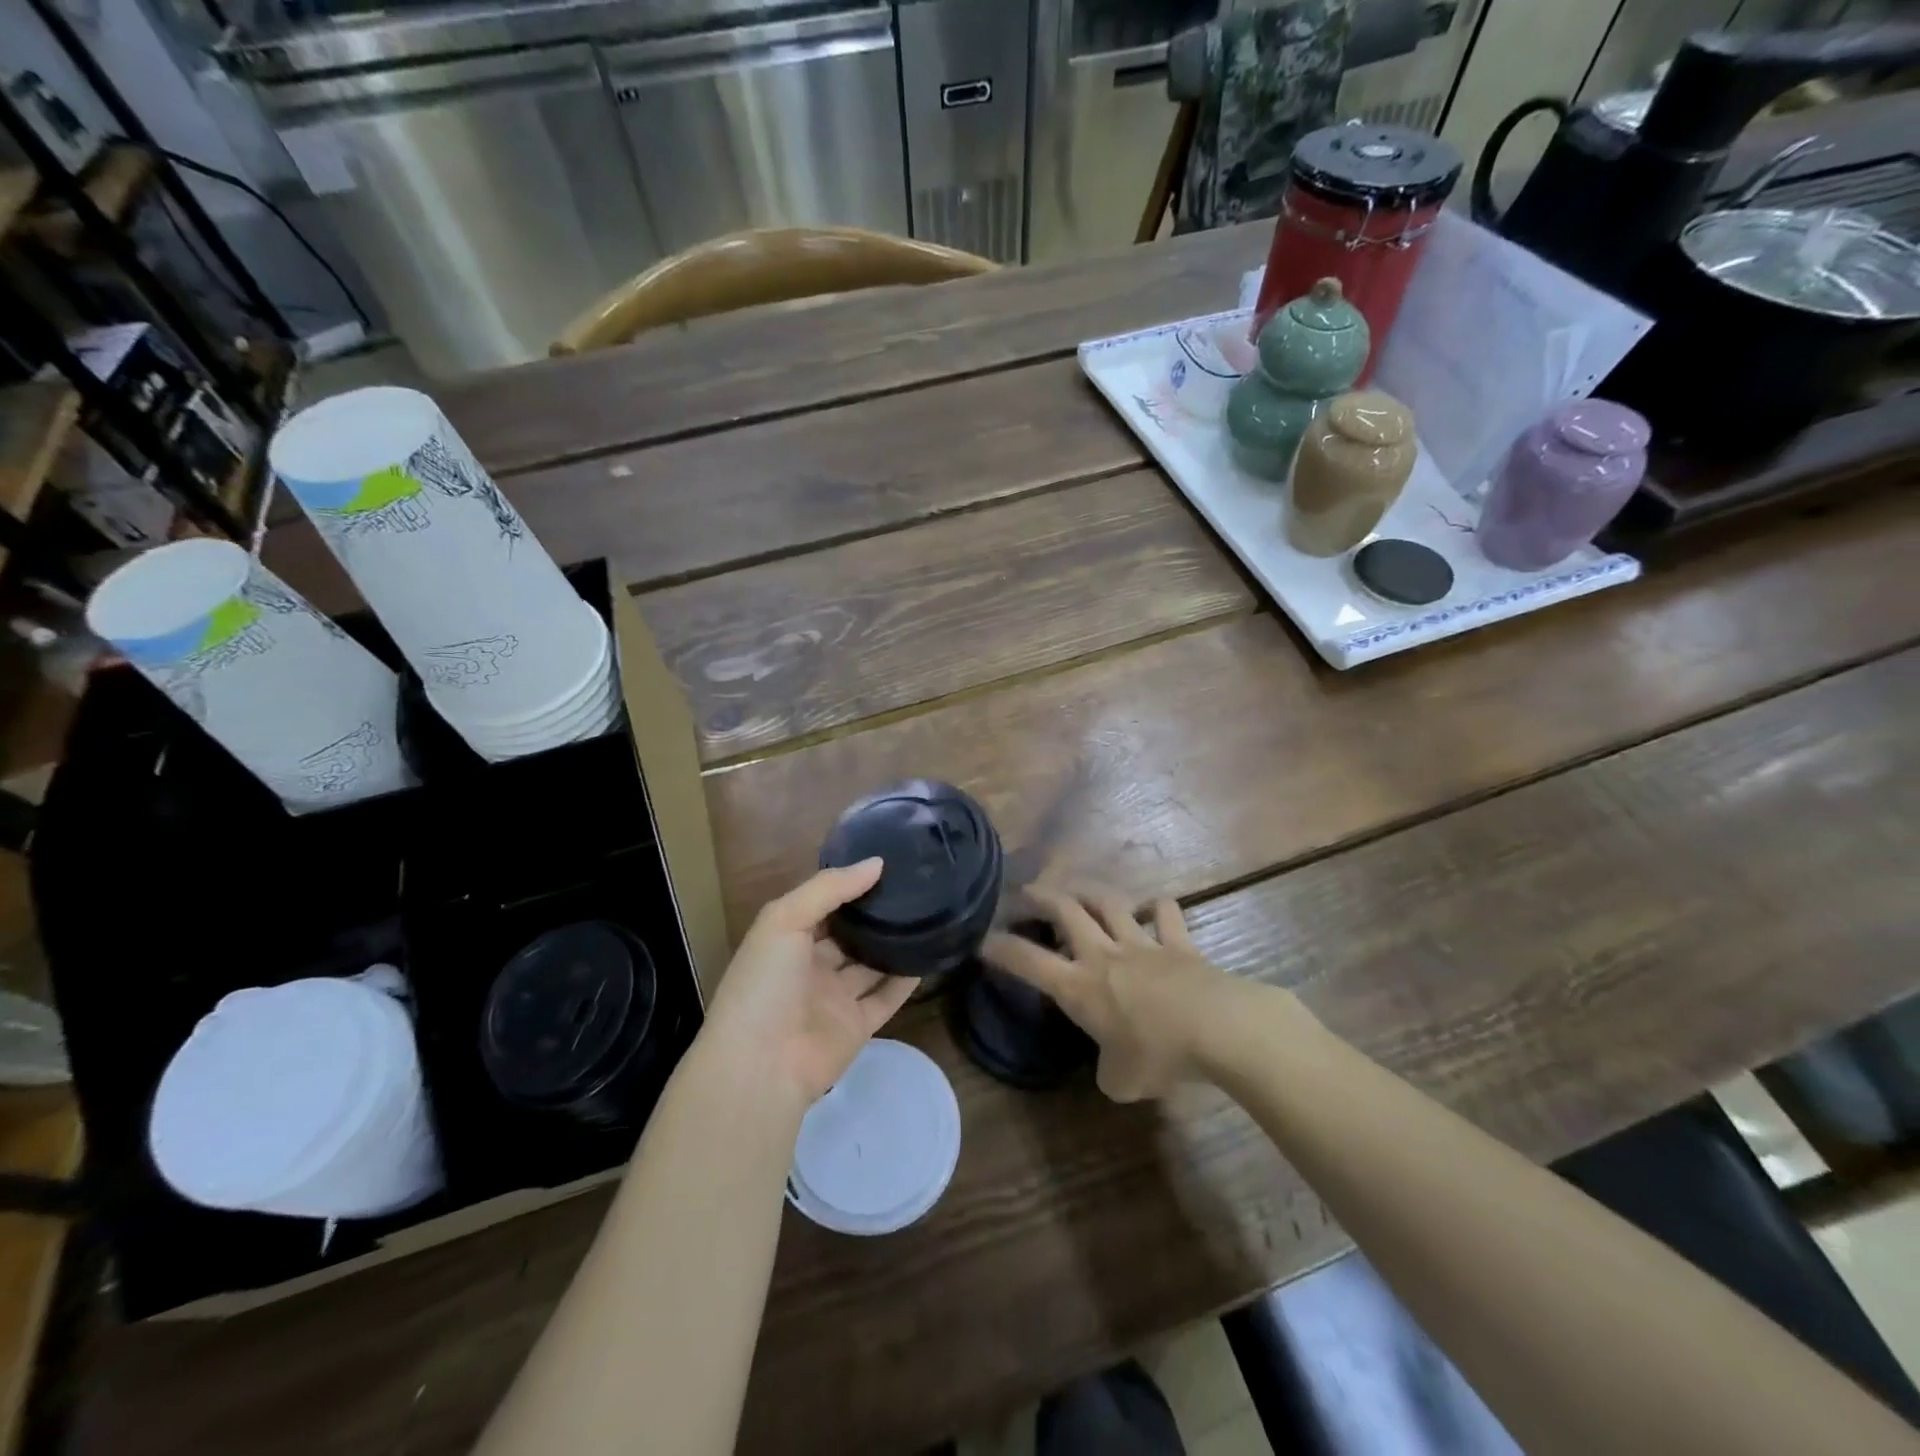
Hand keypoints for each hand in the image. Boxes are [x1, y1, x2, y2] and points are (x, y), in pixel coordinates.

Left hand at [702, 858, 915, 1104]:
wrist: (761, 1065)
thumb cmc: (765, 983)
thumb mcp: (784, 919)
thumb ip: (829, 888)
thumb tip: (877, 863)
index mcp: (786, 940)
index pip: (821, 905)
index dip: (848, 885)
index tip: (885, 862)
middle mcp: (810, 967)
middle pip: (848, 935)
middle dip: (874, 914)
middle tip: (914, 884)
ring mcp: (834, 999)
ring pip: (870, 965)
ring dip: (893, 944)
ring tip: (928, 913)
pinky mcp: (857, 1026)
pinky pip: (886, 998)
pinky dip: (906, 980)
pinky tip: (929, 955)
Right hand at [982, 884, 1252, 1101]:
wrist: (1217, 1028)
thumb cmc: (1159, 1057)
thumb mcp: (1121, 1081)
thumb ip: (1108, 1070)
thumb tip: (1113, 1066)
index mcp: (1079, 987)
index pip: (1028, 962)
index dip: (1002, 949)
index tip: (983, 939)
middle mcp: (1103, 955)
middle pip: (1065, 911)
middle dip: (1040, 897)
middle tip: (1026, 892)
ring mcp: (1142, 943)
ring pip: (1108, 902)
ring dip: (1089, 891)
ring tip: (1077, 889)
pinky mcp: (1178, 942)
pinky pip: (1165, 913)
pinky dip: (1157, 907)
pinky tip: (1153, 906)